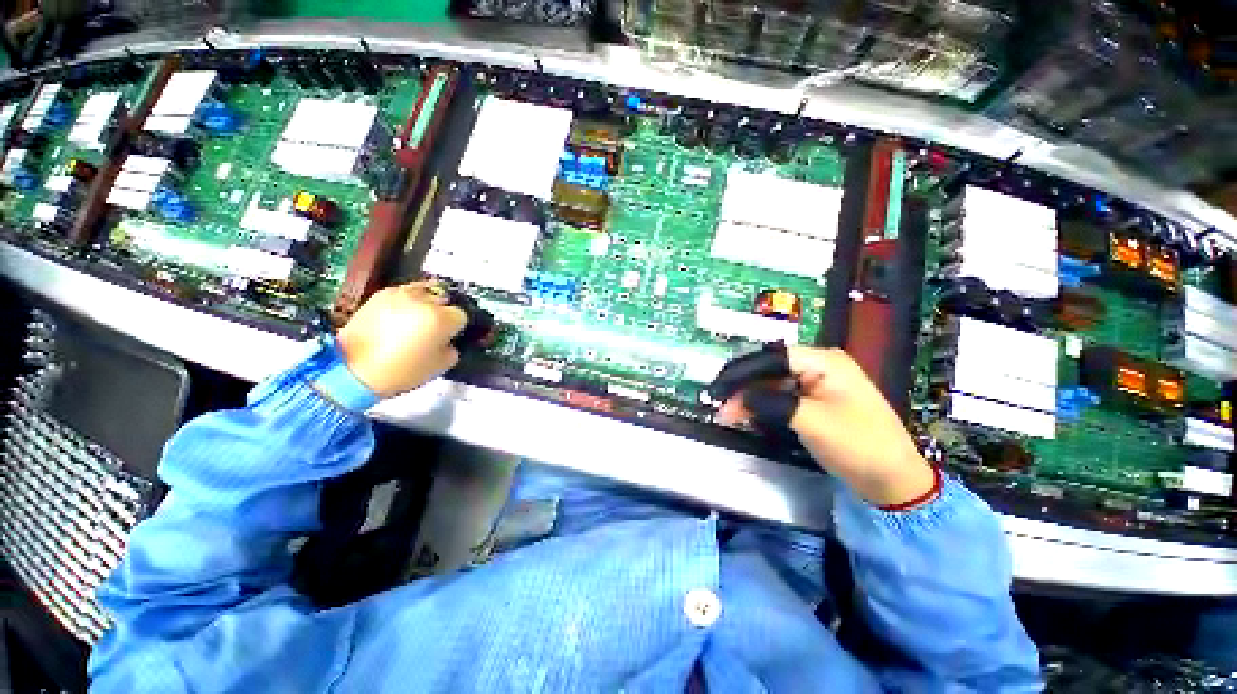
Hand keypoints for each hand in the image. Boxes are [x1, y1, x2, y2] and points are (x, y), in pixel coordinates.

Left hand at [336, 281, 468, 397]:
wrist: (352, 369)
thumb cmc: (400, 370)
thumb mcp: (441, 365)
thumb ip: (452, 347)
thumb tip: (449, 340)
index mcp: (442, 318)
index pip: (461, 316)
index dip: (457, 328)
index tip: (450, 337)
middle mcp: (424, 301)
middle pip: (445, 300)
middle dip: (443, 313)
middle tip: (434, 329)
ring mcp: (401, 295)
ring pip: (425, 290)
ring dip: (426, 303)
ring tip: (418, 319)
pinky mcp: (381, 294)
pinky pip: (404, 292)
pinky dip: (407, 301)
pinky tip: (401, 316)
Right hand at [718, 346, 934, 506]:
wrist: (895, 480)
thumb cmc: (858, 445)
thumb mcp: (812, 422)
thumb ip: (770, 403)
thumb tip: (736, 397)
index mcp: (823, 361)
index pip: (771, 358)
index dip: (741, 372)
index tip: (717, 388)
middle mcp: (819, 365)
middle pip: (769, 369)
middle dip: (743, 387)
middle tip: (719, 405)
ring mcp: (817, 383)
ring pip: (772, 383)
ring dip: (750, 398)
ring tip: (728, 414)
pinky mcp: (815, 400)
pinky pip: (781, 396)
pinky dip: (763, 405)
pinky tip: (748, 415)